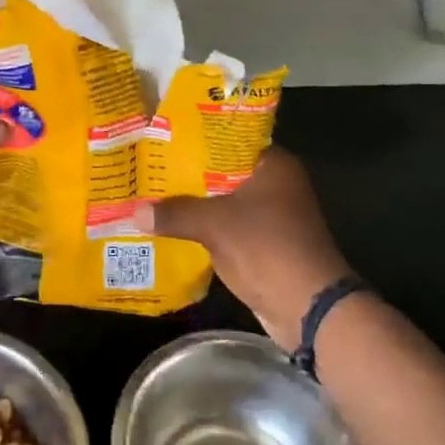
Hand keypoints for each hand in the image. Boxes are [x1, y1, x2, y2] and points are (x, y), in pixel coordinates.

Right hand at [136, 147, 351, 348]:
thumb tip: (135, 212)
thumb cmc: (267, 249)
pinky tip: (171, 224)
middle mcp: (275, 183)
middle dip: (187, 172)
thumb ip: (175, 213)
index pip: (228, 139)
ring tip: (151, 192)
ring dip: (193, 201)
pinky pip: (226, 224)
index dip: (195, 138)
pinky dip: (203, 225)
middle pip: (222, 170)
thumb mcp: (215, 225)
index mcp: (273, 164)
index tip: (162, 136)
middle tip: (148, 164)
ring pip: (222, 199)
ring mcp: (271, 214)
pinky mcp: (263, 241)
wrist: (308, 308)